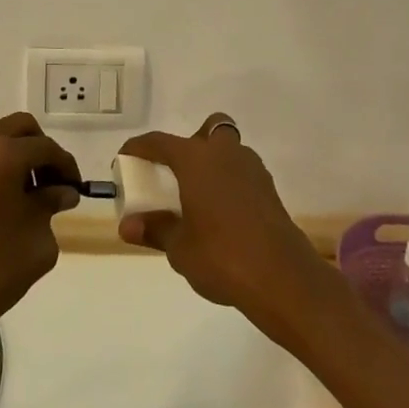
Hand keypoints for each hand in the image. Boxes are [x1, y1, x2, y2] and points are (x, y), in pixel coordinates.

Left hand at [0, 112, 80, 359]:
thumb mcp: (37, 240)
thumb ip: (51, 205)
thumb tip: (60, 191)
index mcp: (2, 155)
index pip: (45, 148)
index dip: (65, 166)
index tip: (74, 188)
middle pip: (18, 129)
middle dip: (39, 150)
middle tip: (50, 183)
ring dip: (12, 157)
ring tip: (23, 195)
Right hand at [116, 113, 330, 337]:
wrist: (282, 278)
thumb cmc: (221, 255)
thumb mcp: (179, 247)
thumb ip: (154, 230)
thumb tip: (127, 225)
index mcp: (196, 159)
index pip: (160, 141)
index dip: (140, 147)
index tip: (126, 156)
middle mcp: (225, 153)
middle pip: (209, 129)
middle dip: (192, 142)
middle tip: (177, 172)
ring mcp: (252, 169)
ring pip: (230, 149)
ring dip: (214, 162)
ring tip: (198, 196)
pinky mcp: (269, 190)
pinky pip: (242, 173)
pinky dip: (230, 183)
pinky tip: (222, 213)